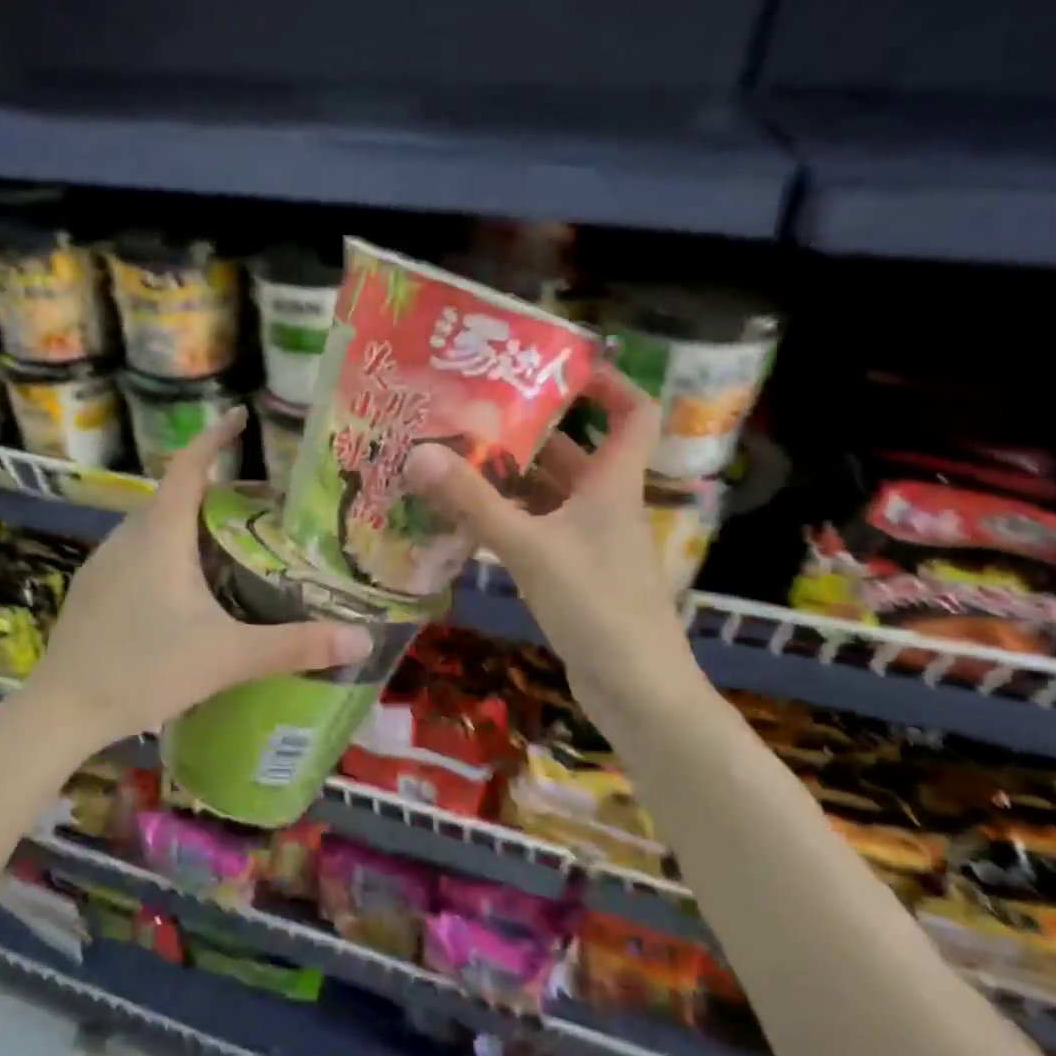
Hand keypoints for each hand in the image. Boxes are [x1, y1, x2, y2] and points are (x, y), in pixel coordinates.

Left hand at [22, 409, 374, 749]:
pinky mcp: (92, 590)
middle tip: (259, 507)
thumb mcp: (227, 657)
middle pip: (174, 496)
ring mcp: (103, 563)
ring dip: (189, 524)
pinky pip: (136, 553)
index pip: (188, 466)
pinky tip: (184, 591)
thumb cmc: (145, 671)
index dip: (215, 437)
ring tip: (229, 545)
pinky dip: (166, 551)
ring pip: (153, 526)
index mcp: (160, 535)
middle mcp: (127, 536)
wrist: (62, 709)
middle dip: (214, 491)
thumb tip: (362, 640)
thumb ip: (295, 646)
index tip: (240, 418)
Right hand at [402, 366, 700, 717]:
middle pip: (573, 452)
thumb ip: (474, 503)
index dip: (607, 383)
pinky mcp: (574, 574)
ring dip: (509, 479)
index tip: (557, 366)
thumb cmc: (597, 606)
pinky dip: (507, 519)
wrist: (637, 689)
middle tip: (471, 416)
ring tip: (454, 461)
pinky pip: (538, 530)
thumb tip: (419, 454)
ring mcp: (590, 542)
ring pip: (549, 495)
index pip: (632, 413)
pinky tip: (466, 521)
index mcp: (612, 485)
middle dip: (527, 432)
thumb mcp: (530, 548)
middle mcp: (605, 505)